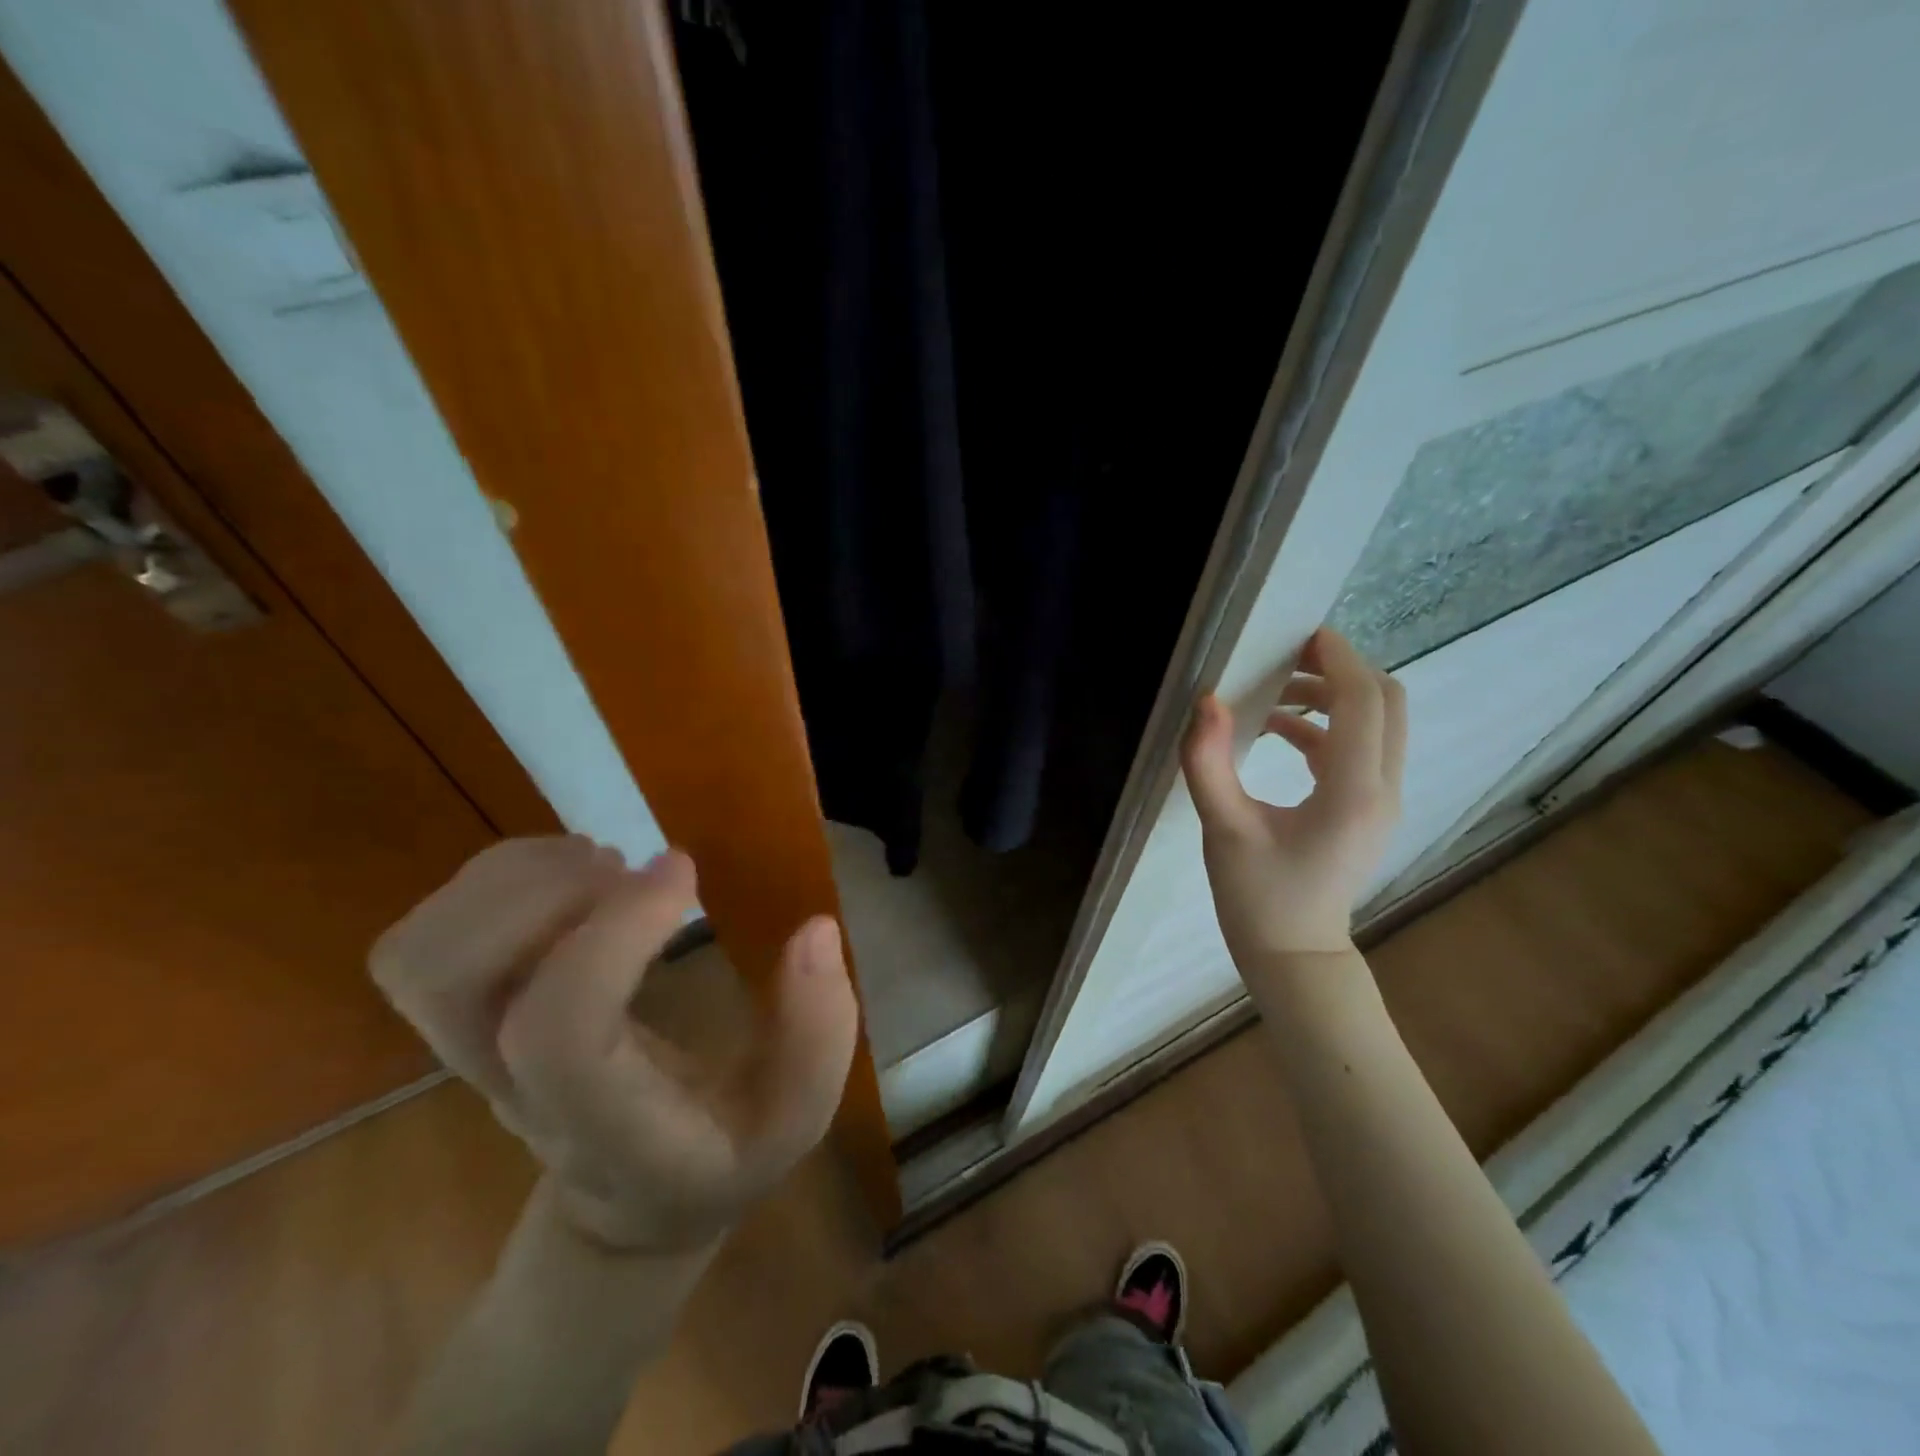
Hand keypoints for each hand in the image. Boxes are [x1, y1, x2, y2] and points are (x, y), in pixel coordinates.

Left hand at [369, 838, 857, 1252]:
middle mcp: (514, 1087)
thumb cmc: (719, 1153)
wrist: (629, 1203)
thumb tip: (814, 930)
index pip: (560, 1029)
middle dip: (542, 894)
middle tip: (628, 869)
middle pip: (451, 979)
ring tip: (600, 866)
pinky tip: (576, 878)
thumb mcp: (796, 1116)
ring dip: (513, 879)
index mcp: (603, 1123)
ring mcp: (473, 1053)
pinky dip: (499, 879)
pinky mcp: (466, 1017)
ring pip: (423, 952)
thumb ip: (819, 1035)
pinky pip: (432, 933)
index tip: (683, 870)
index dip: (613, 931)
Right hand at [1181, 626, 1405, 960]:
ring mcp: (1383, 802)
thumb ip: (1208, 761)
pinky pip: (1364, 748)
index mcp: (1351, 792)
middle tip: (1288, 657)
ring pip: (1380, 723)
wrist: (1295, 957)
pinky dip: (1329, 726)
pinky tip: (1279, 731)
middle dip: (1342, 670)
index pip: (1362, 701)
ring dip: (1335, 696)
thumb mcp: (1223, 828)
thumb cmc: (1257, 898)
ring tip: (1275, 692)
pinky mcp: (1371, 810)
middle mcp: (1382, 790)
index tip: (1300, 633)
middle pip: (1386, 702)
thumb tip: (1207, 700)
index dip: (1336, 659)